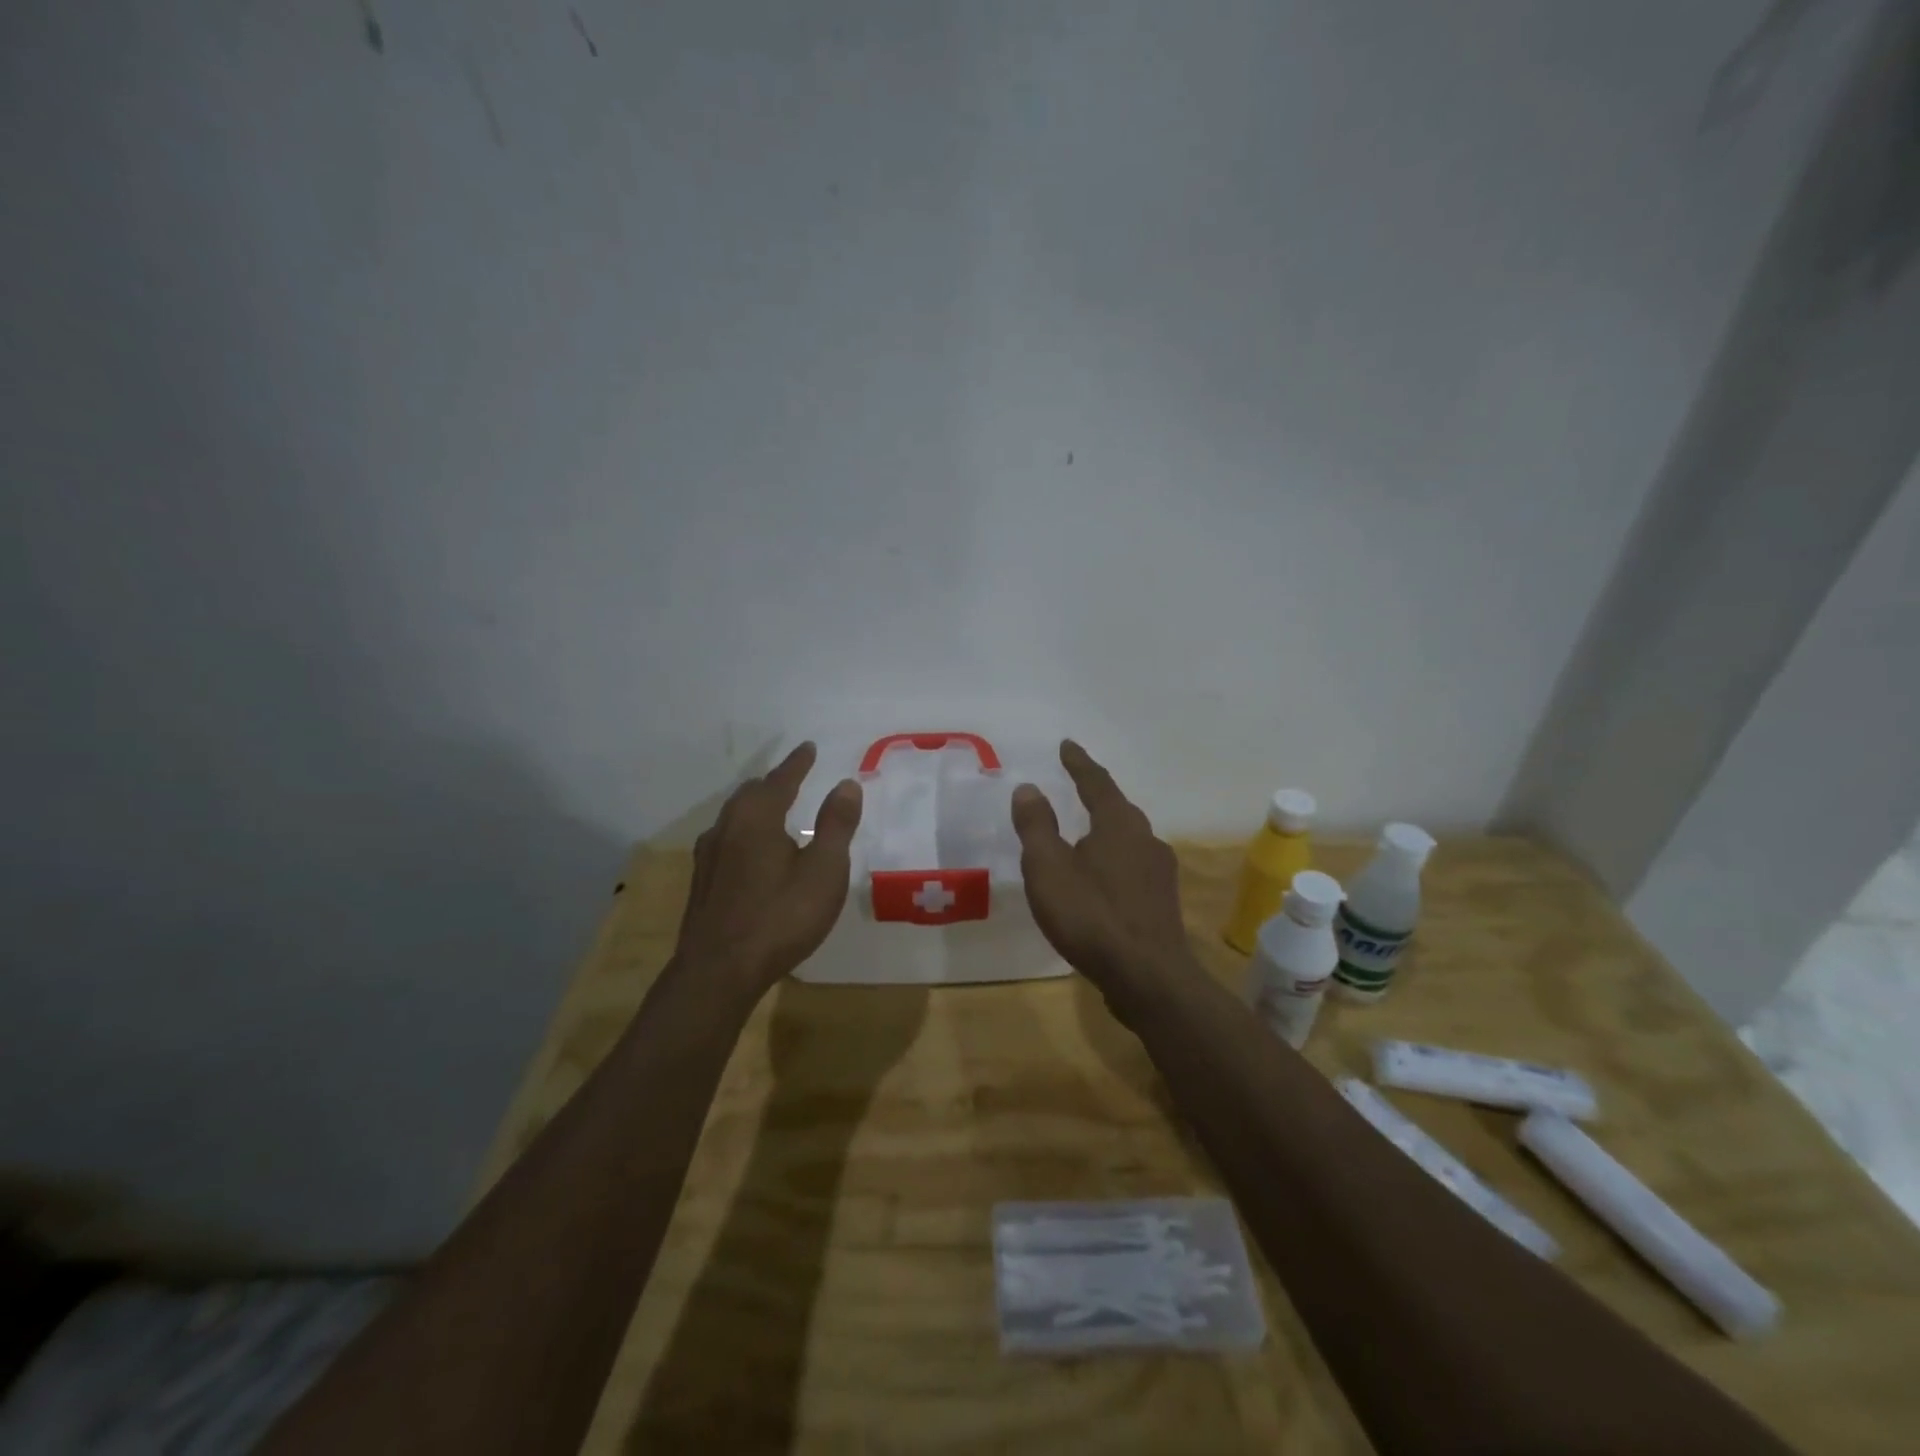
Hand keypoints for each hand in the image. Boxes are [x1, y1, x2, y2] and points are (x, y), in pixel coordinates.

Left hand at [676, 743, 862, 993]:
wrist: (718, 972)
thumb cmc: (780, 917)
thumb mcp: (824, 871)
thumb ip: (836, 825)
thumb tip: (846, 784)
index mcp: (757, 817)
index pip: (781, 779)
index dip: (798, 763)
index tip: (808, 747)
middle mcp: (727, 827)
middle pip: (751, 794)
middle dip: (774, 782)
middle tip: (794, 777)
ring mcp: (708, 856)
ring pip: (734, 817)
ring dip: (757, 807)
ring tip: (775, 810)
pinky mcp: (702, 882)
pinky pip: (727, 840)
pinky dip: (745, 831)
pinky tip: (752, 852)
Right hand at [1011, 741, 1191, 986]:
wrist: (1148, 977)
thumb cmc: (1091, 915)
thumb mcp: (1048, 868)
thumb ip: (1037, 826)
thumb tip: (1028, 787)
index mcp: (1119, 824)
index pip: (1096, 782)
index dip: (1079, 763)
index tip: (1067, 745)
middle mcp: (1146, 839)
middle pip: (1118, 808)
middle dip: (1096, 794)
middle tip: (1076, 784)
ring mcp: (1160, 871)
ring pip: (1128, 839)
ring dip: (1106, 829)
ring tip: (1085, 833)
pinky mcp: (1162, 901)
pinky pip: (1133, 866)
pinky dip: (1113, 860)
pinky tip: (1102, 878)